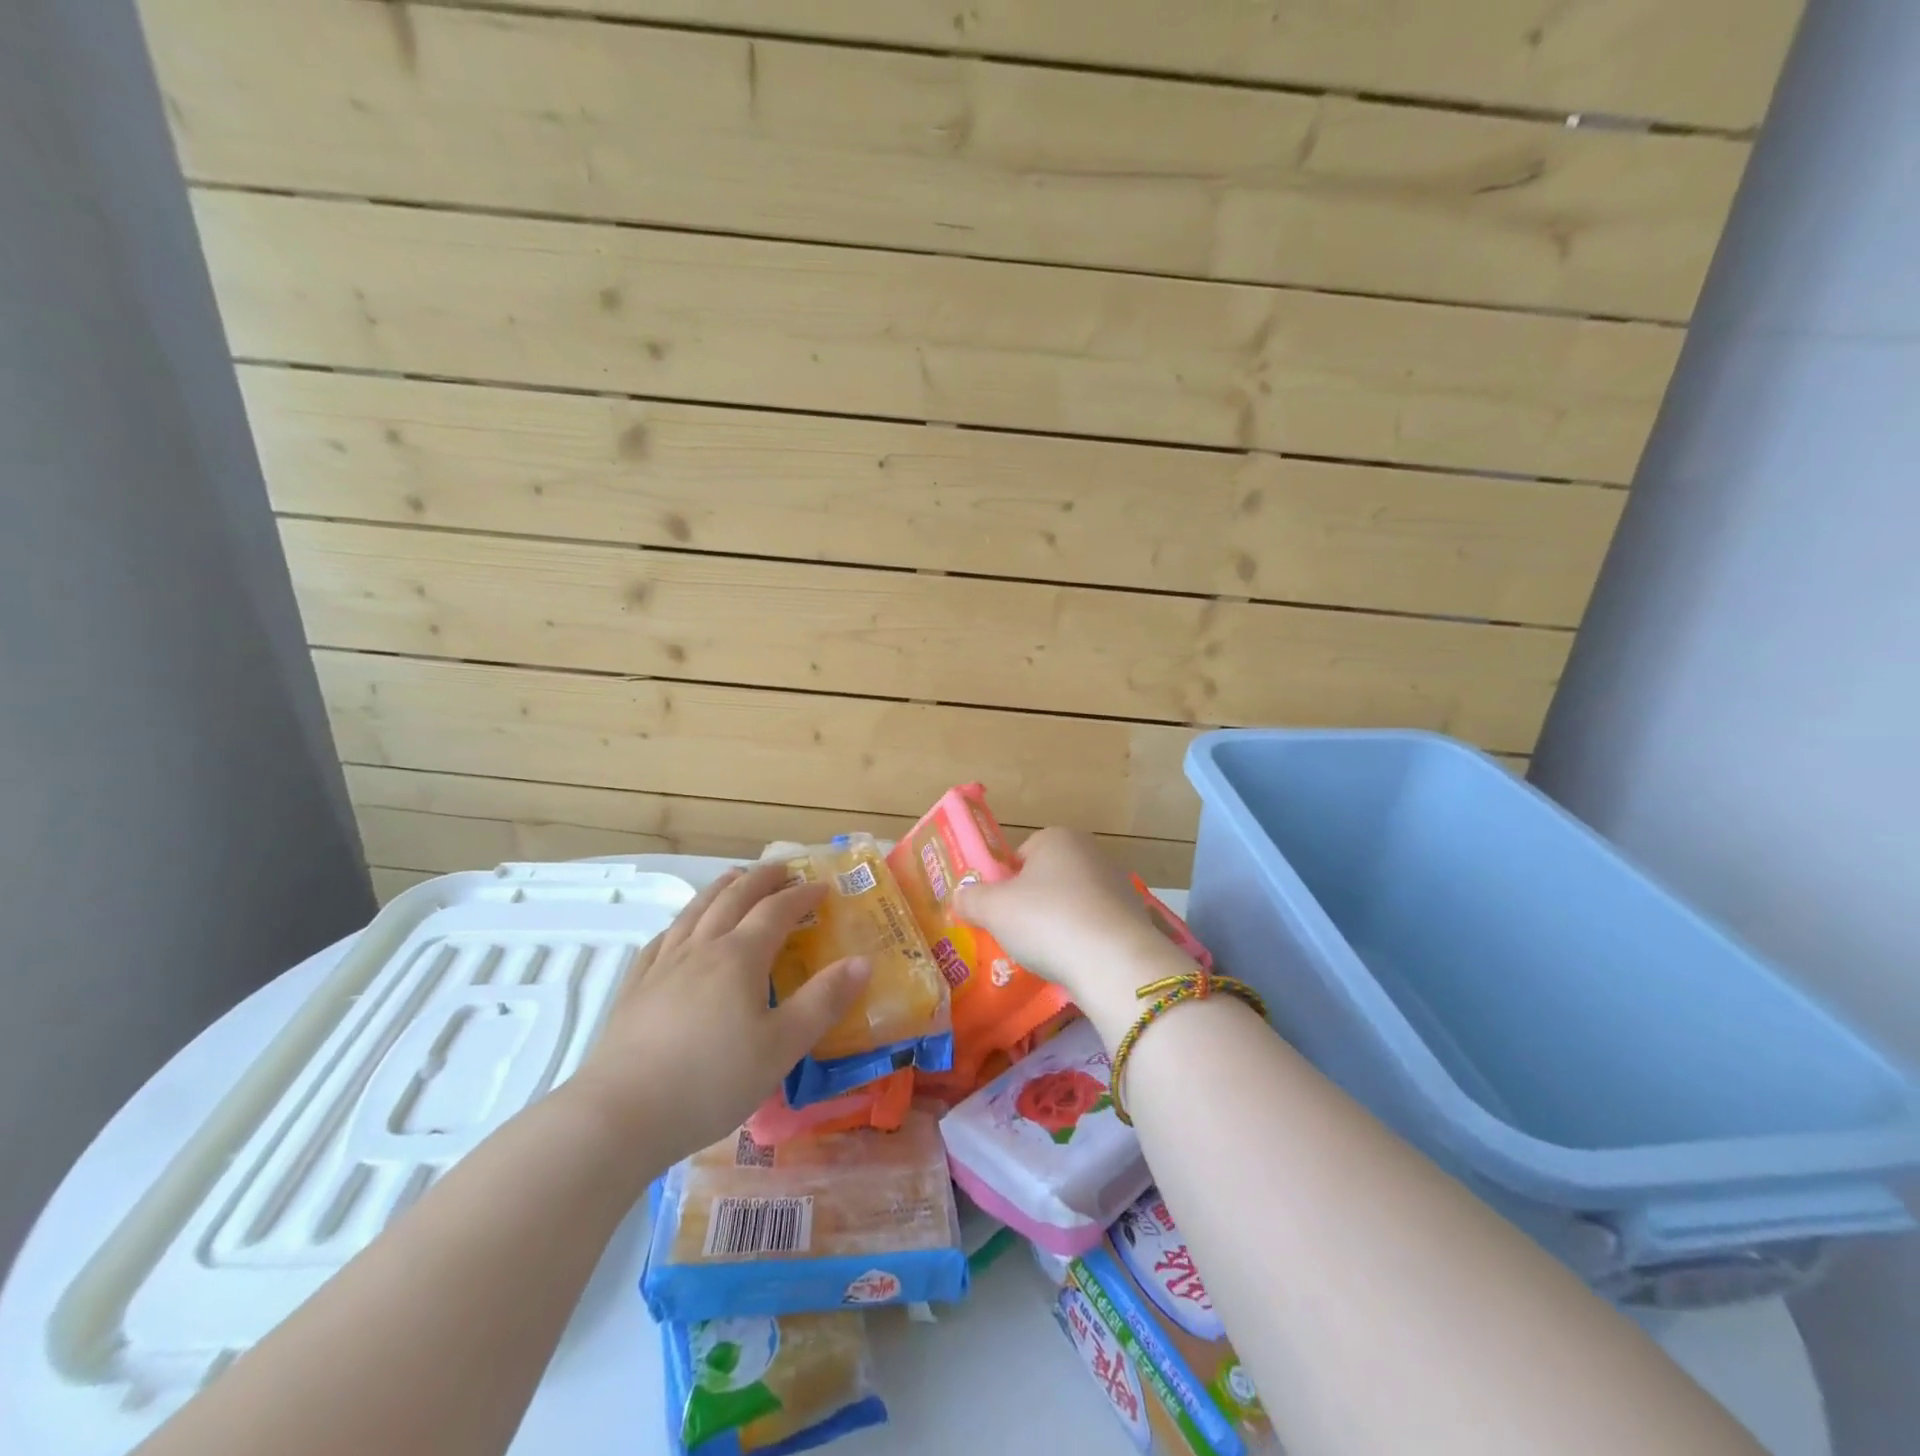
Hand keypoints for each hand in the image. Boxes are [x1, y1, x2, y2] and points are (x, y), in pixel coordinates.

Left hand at [570, 864, 871, 1162]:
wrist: (619, 1116)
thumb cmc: (711, 1081)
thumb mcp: (781, 1047)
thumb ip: (823, 1001)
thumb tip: (863, 961)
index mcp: (739, 957)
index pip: (776, 911)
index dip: (802, 895)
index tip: (823, 887)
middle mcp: (701, 948)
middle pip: (734, 898)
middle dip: (762, 879)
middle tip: (782, 867)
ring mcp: (663, 965)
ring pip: (695, 911)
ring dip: (720, 888)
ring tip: (734, 877)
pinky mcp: (635, 988)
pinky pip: (661, 939)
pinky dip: (680, 922)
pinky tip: (679, 929)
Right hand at [954, 828, 1189, 1042]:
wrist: (1114, 960)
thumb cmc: (1046, 920)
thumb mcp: (993, 909)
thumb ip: (971, 899)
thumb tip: (959, 897)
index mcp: (1057, 838)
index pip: (1021, 855)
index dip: (1006, 883)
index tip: (999, 912)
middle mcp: (1091, 852)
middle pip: (1049, 878)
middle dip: (1033, 904)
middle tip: (1017, 935)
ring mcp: (1118, 884)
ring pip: (1074, 903)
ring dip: (1060, 924)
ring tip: (1046, 956)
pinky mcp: (1135, 917)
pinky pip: (1097, 927)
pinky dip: (1084, 941)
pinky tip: (1075, 964)